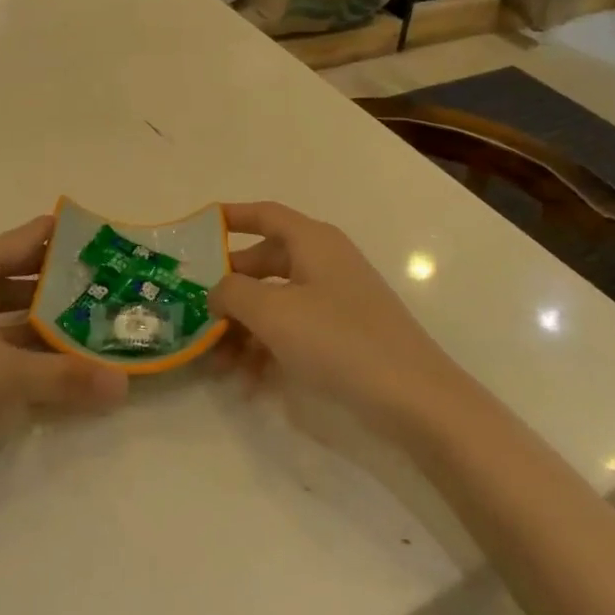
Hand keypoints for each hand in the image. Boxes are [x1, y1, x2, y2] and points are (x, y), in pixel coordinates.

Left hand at [0, 216, 128, 449]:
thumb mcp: (4, 377)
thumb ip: (66, 377)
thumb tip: (124, 387)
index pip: (29, 237)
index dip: (68, 241)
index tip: (108, 250)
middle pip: (16, 268)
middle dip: (59, 283)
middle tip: (106, 293)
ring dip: (36, 312)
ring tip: (82, 325)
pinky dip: (9, 331)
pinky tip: (38, 353)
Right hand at [209, 202, 450, 426]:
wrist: (416, 400)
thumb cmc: (339, 340)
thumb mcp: (273, 311)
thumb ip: (232, 292)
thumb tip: (216, 291)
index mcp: (312, 242)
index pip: (265, 215)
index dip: (231, 217)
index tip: (197, 229)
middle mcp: (324, 263)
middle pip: (264, 263)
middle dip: (230, 291)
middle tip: (198, 313)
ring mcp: (336, 300)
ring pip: (276, 303)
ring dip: (244, 329)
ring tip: (218, 364)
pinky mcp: (344, 336)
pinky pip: (294, 331)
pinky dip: (269, 350)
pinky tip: (249, 384)